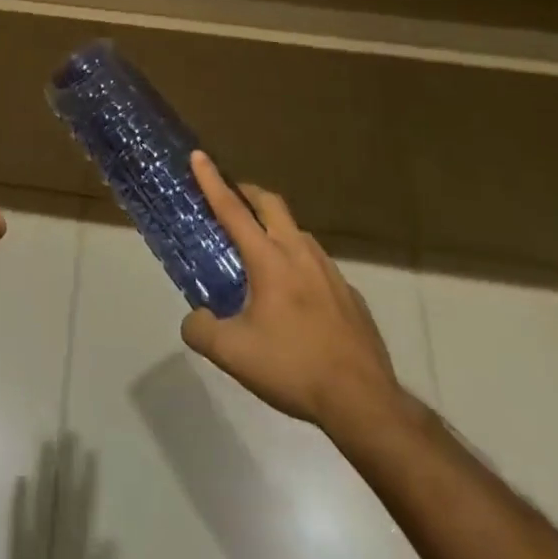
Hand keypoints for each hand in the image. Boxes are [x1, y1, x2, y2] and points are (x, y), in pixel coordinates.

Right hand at [180, 152, 415, 446]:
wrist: (364, 402)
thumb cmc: (294, 368)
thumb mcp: (233, 355)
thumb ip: (202, 331)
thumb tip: (193, 318)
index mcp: (269, 259)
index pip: (232, 209)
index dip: (211, 180)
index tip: (199, 155)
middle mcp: (299, 253)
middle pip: (271, 204)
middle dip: (247, 192)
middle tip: (232, 197)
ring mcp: (330, 271)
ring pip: (297, 232)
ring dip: (275, 227)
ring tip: (262, 250)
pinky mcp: (350, 294)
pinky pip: (318, 264)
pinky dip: (299, 262)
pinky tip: (297, 295)